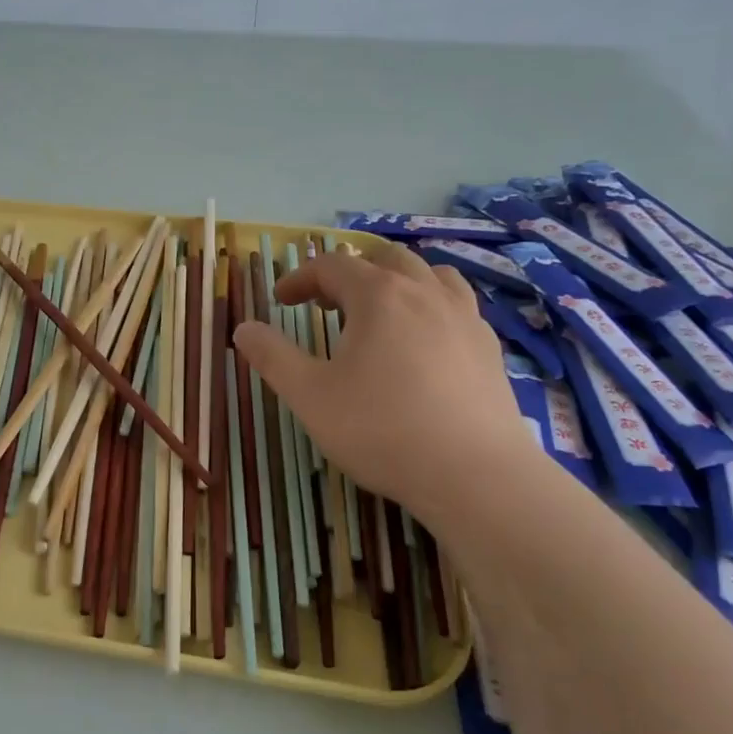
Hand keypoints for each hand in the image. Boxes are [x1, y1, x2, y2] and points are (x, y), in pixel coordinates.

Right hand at [233, 243, 541, 519]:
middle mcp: (424, 293)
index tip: (280, 300)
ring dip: (397, 280)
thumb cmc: (381, 429)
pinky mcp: (489, 347)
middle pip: (384, 259)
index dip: (300, 278)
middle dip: (349, 273)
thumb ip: (272, 357)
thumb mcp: (309, 396)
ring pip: (430, 273)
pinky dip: (431, 305)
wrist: (475, 474)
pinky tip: (424, 341)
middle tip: (327, 305)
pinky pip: (458, 304)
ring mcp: (464, 317)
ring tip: (380, 310)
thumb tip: (243, 328)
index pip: (331, 266)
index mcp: (378, 296)